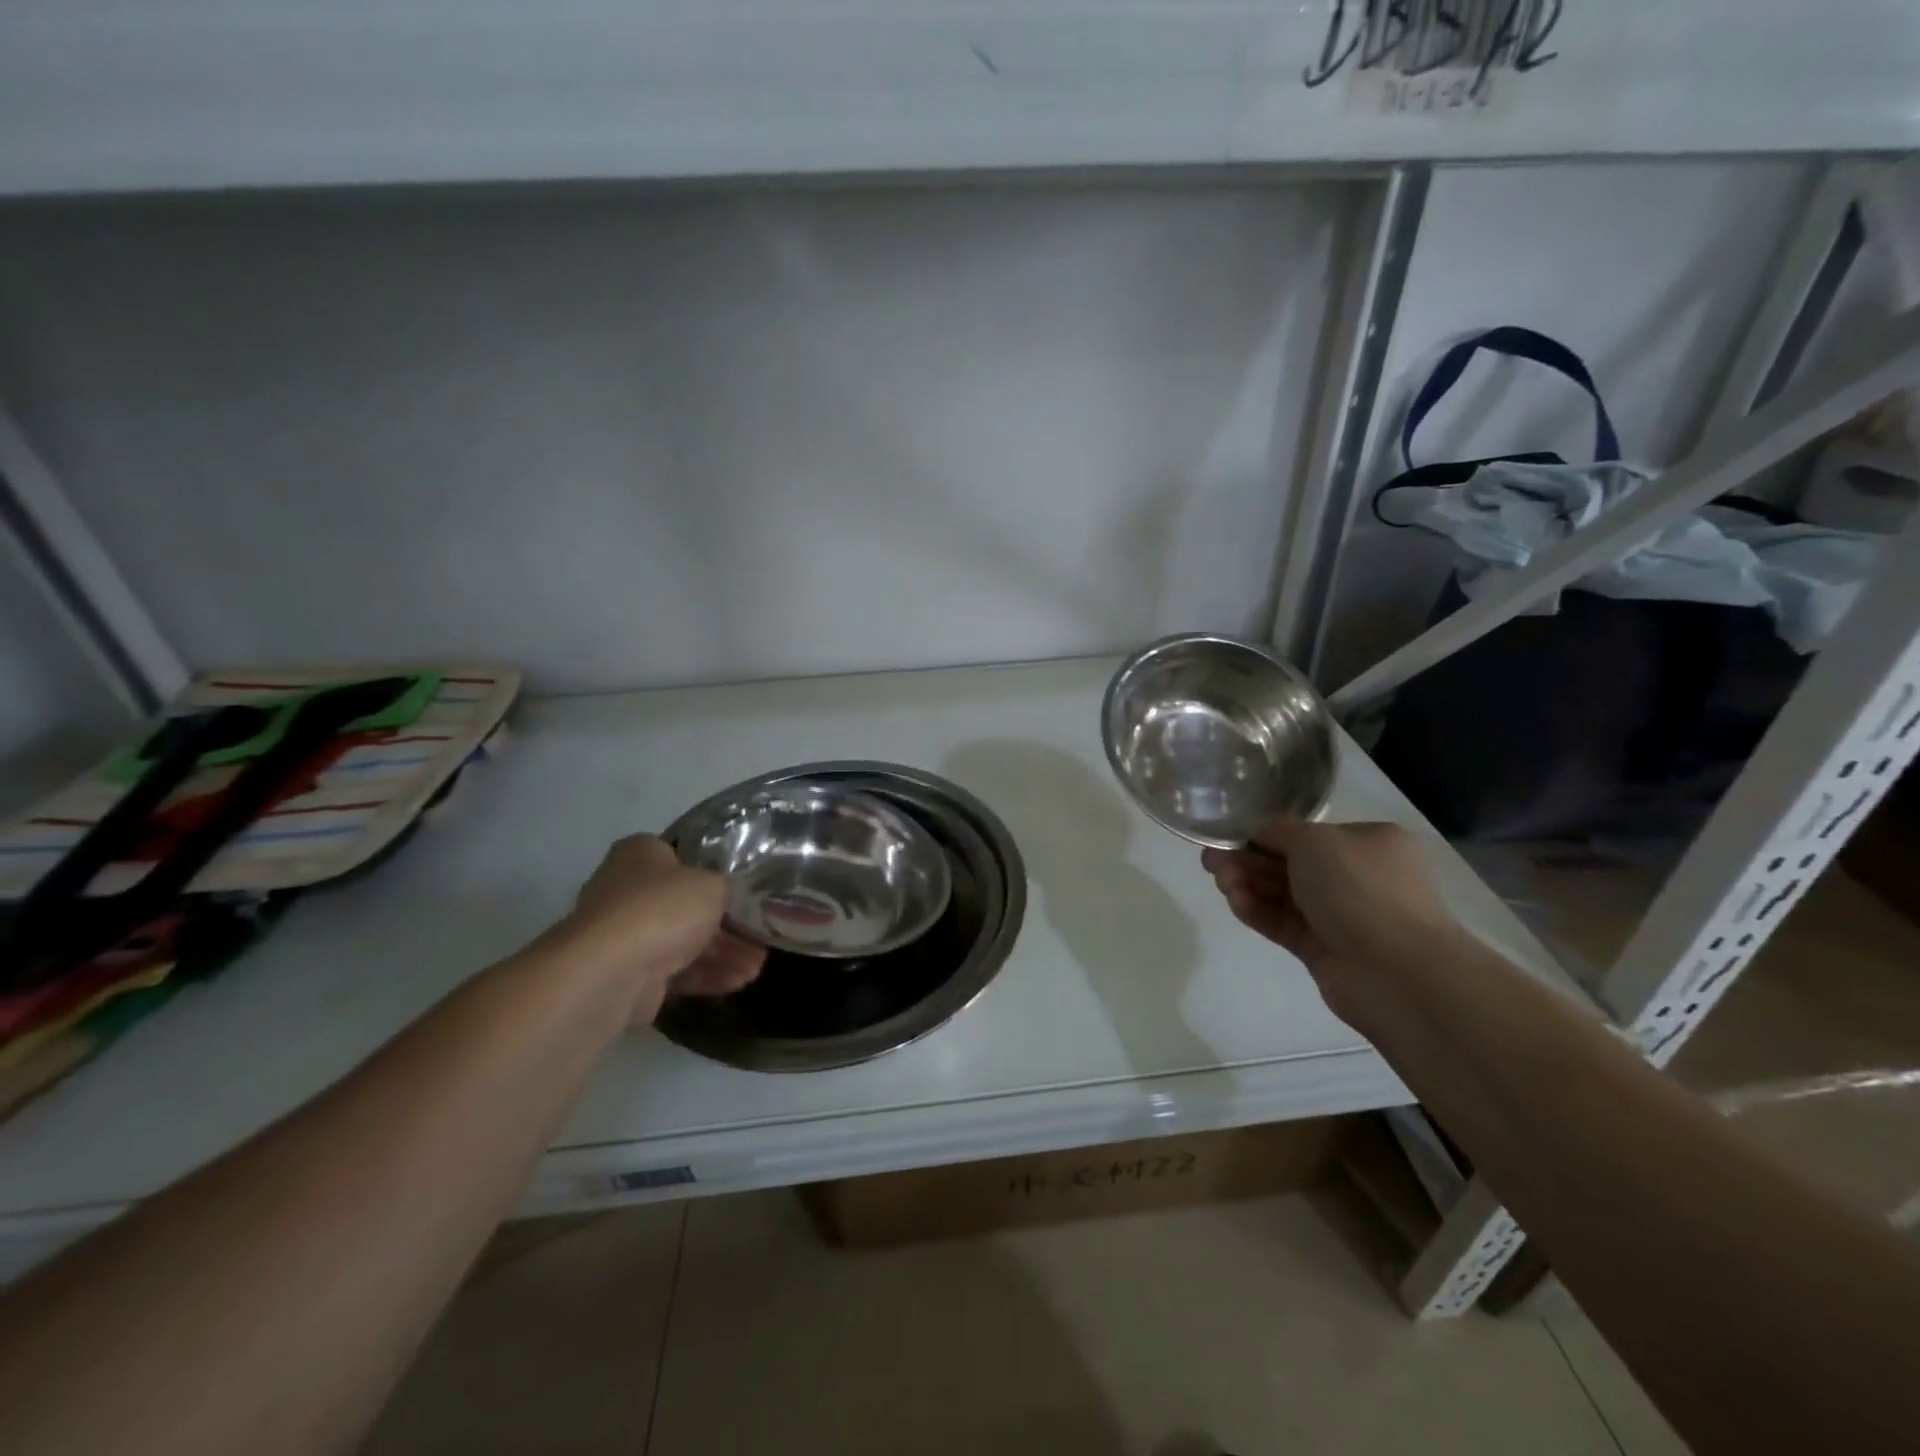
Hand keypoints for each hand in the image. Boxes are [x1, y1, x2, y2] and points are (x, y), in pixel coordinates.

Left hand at [560, 835, 765, 1025]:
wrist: (612, 971)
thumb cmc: (663, 907)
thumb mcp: (712, 884)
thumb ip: (725, 887)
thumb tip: (728, 895)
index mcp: (640, 854)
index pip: (681, 856)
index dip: (713, 871)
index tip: (742, 888)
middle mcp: (627, 891)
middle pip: (685, 905)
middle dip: (726, 924)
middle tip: (758, 933)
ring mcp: (626, 936)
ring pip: (684, 942)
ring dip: (723, 953)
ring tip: (757, 965)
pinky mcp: (630, 976)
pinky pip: (676, 972)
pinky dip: (707, 975)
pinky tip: (740, 980)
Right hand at [1201, 818, 1458, 1032]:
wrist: (1397, 971)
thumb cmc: (1361, 889)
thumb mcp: (1315, 841)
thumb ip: (1279, 830)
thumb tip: (1258, 830)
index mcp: (1369, 844)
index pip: (1309, 835)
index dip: (1268, 835)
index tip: (1232, 837)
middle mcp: (1358, 878)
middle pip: (1291, 864)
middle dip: (1249, 860)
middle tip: (1211, 860)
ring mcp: (1342, 916)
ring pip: (1284, 895)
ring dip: (1249, 884)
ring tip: (1220, 882)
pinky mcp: (1324, 949)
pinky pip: (1284, 924)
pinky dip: (1258, 912)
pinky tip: (1235, 903)